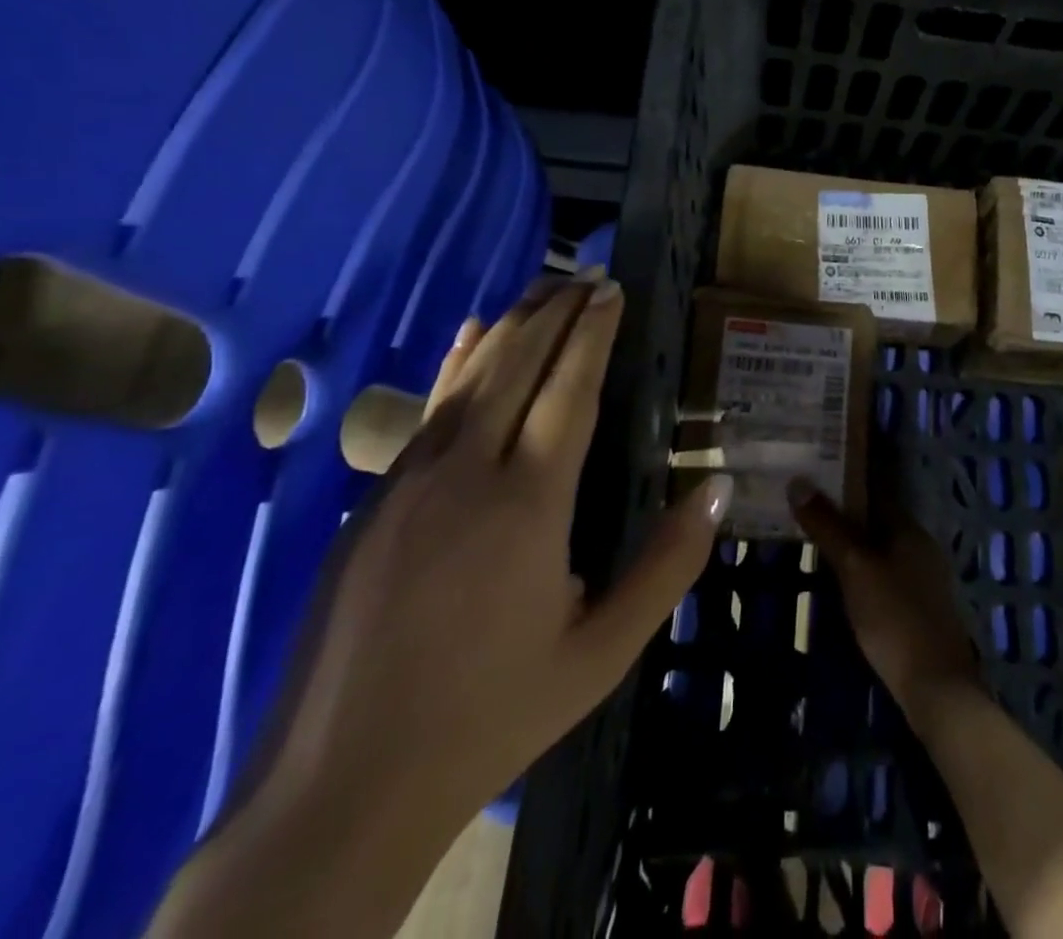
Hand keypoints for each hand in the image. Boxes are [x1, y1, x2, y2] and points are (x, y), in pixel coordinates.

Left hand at [246, 273, 734, 827]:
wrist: (342, 787)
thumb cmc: (491, 715)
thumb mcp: (603, 652)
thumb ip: (667, 566)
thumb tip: (720, 487)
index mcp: (529, 502)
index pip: (570, 389)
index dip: (593, 333)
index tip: (613, 290)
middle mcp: (467, 471)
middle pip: (517, 365)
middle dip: (556, 312)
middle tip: (588, 275)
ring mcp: (410, 481)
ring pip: (468, 377)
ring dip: (510, 326)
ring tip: (543, 290)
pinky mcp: (374, 501)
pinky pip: (428, 410)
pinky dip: (456, 364)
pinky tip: (467, 337)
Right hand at [788, 479, 981, 728]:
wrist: (936, 688)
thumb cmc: (894, 617)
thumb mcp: (854, 567)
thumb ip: (828, 526)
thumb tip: (798, 482)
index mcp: (910, 529)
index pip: (874, 493)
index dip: (843, 487)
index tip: (811, 484)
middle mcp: (921, 548)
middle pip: (877, 523)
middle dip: (844, 519)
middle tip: (804, 516)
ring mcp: (924, 581)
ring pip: (881, 552)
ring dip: (853, 549)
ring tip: (815, 549)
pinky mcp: (920, 610)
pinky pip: (886, 578)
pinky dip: (864, 575)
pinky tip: (843, 587)